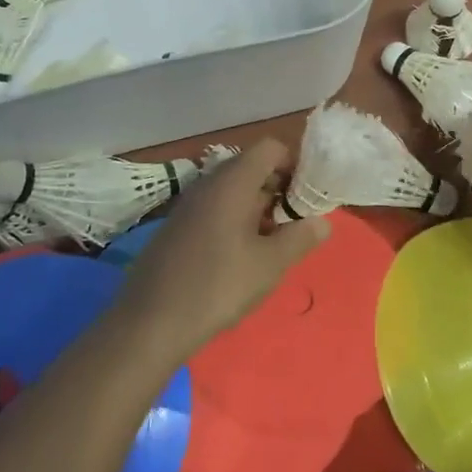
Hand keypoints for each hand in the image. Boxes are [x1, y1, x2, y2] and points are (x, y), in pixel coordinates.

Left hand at [114, 139, 329, 356]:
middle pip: (251, 167)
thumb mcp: (270, 265)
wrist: (150, 323)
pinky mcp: (177, 227)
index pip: (270, 148)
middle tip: (295, 223)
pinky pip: (214, 208)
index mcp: (232, 183)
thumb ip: (300, 238)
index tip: (307, 196)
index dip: (294, 164)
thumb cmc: (217, 286)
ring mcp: (189, 205)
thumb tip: (322, 221)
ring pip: (233, 190)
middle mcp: (208, 184)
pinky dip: (234, 220)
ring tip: (272, 244)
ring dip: (257, 208)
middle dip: (278, 189)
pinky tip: (240, 257)